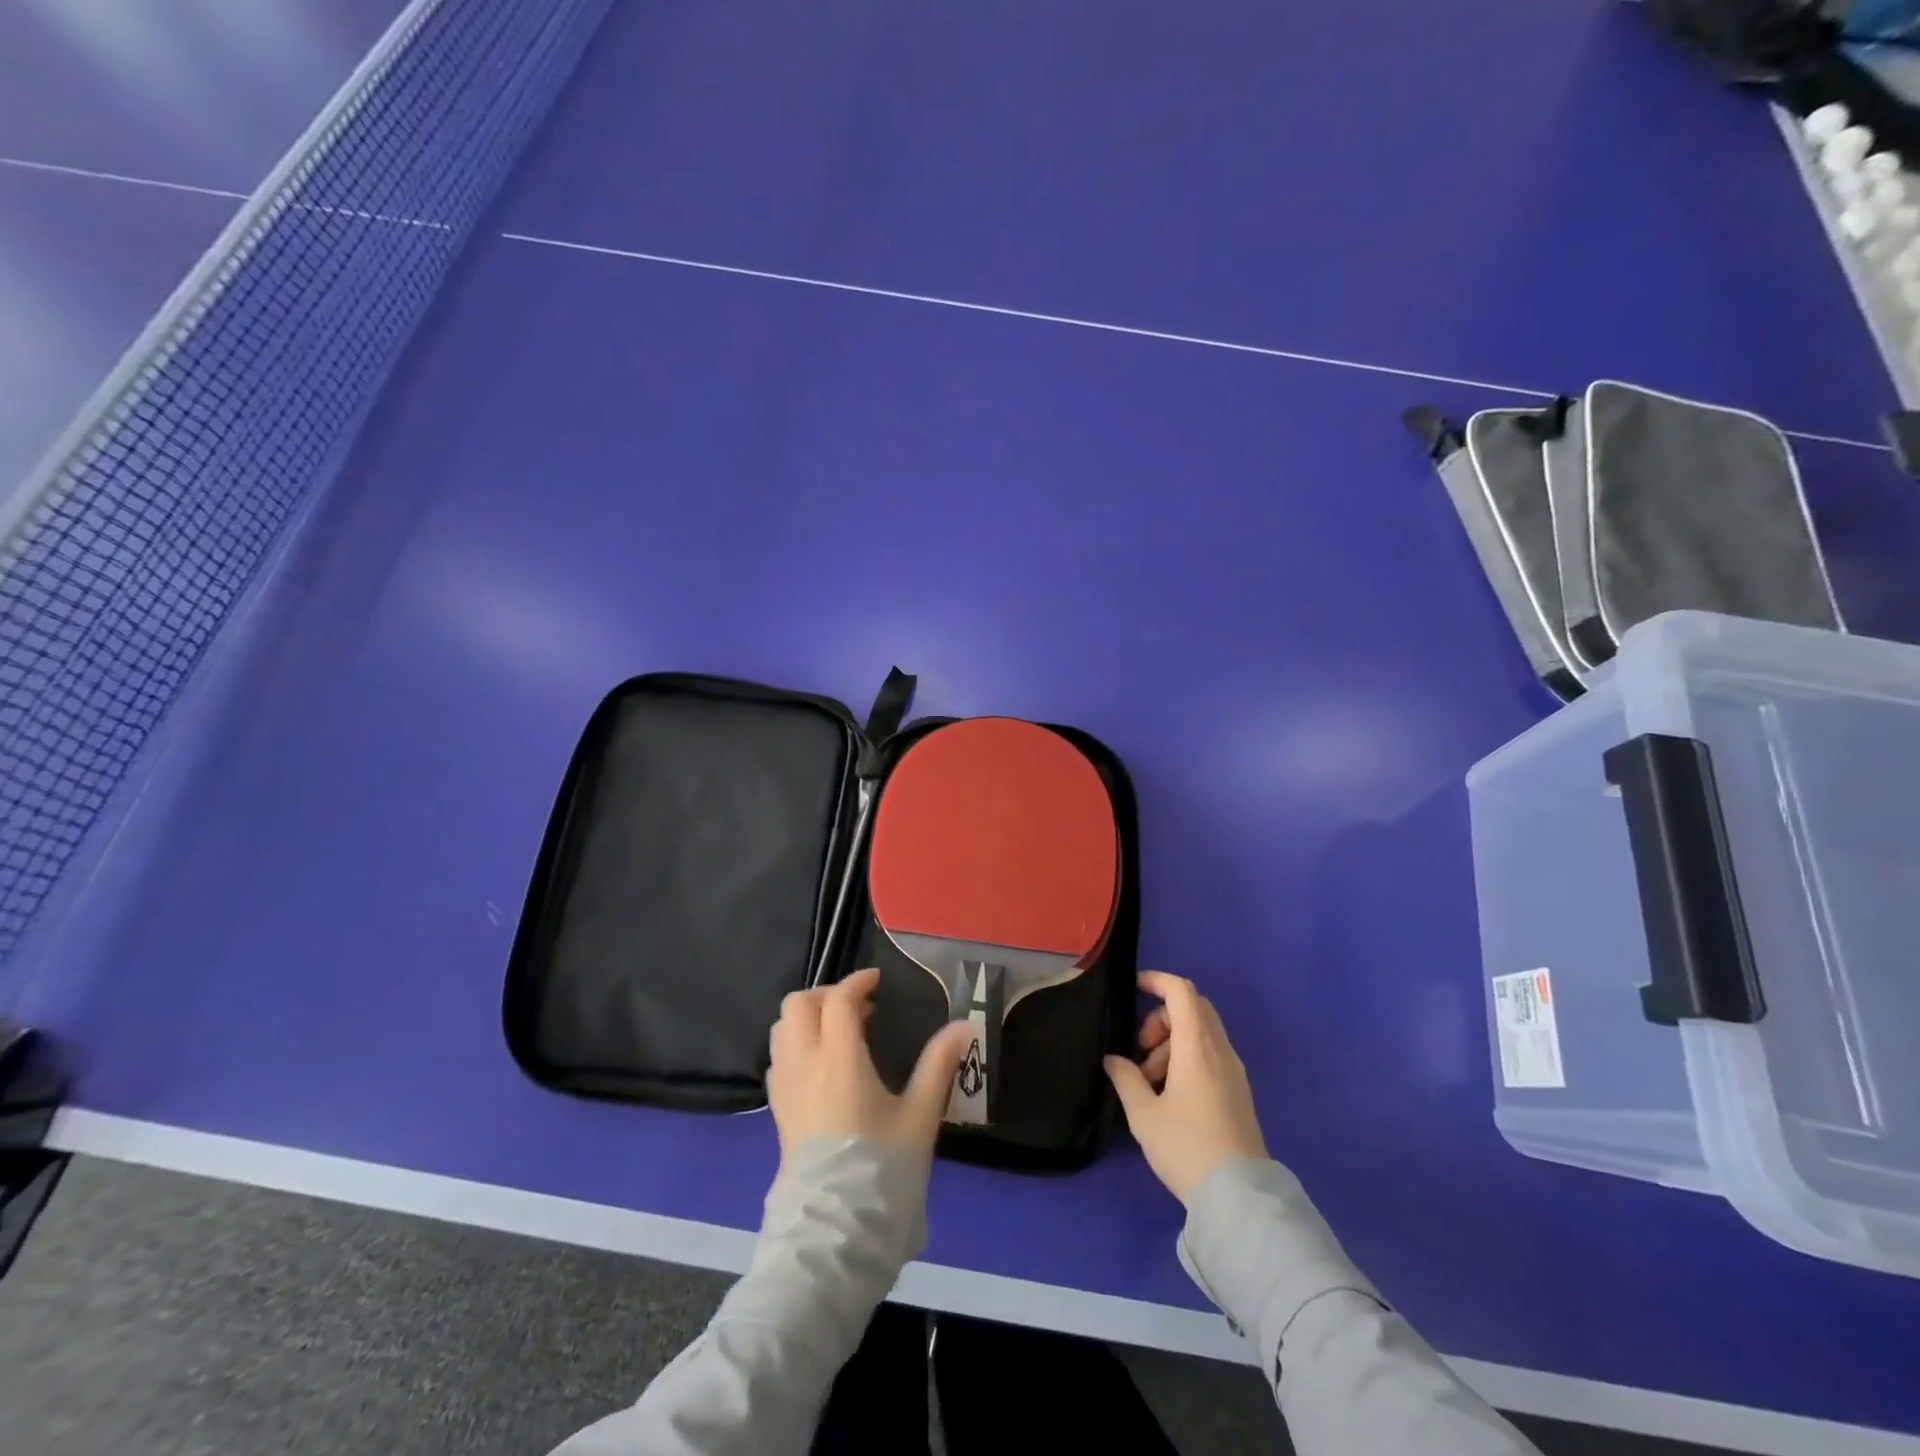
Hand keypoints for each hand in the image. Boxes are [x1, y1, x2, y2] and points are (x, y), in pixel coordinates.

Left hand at [767, 967, 973, 1160]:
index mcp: (839, 1059)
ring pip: (782, 1029)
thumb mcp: (920, 1117)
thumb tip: (963, 1026)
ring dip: (808, 1018)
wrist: (835, 1233)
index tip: (877, 982)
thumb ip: (938, 1065)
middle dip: (826, 995)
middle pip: (797, 1005)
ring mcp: (785, 1089)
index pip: (838, 1000)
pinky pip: (779, 1059)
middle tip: (857, 1007)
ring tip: (840, 1033)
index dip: (857, 982)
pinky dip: (796, 1045)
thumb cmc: (882, 1170)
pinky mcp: (777, 1112)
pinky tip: (822, 1065)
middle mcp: (804, 1065)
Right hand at [1104, 970, 1268, 1205]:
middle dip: (1161, 1017)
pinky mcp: (1238, 1092)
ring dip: (1171, 1042)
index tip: (1132, 989)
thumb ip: (1125, 1079)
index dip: (1156, 981)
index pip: (1181, 991)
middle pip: (1193, 1008)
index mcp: (1197, 1047)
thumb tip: (1114, 1059)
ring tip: (1149, 1082)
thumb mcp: (1144, 1115)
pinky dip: (1187, 1059)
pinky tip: (1170, 1095)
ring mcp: (1234, 1071)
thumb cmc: (1187, 1147)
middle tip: (1140, 1049)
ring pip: (1201, 1033)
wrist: (1240, 1199)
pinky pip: (1210, 1055)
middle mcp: (1220, 1050)